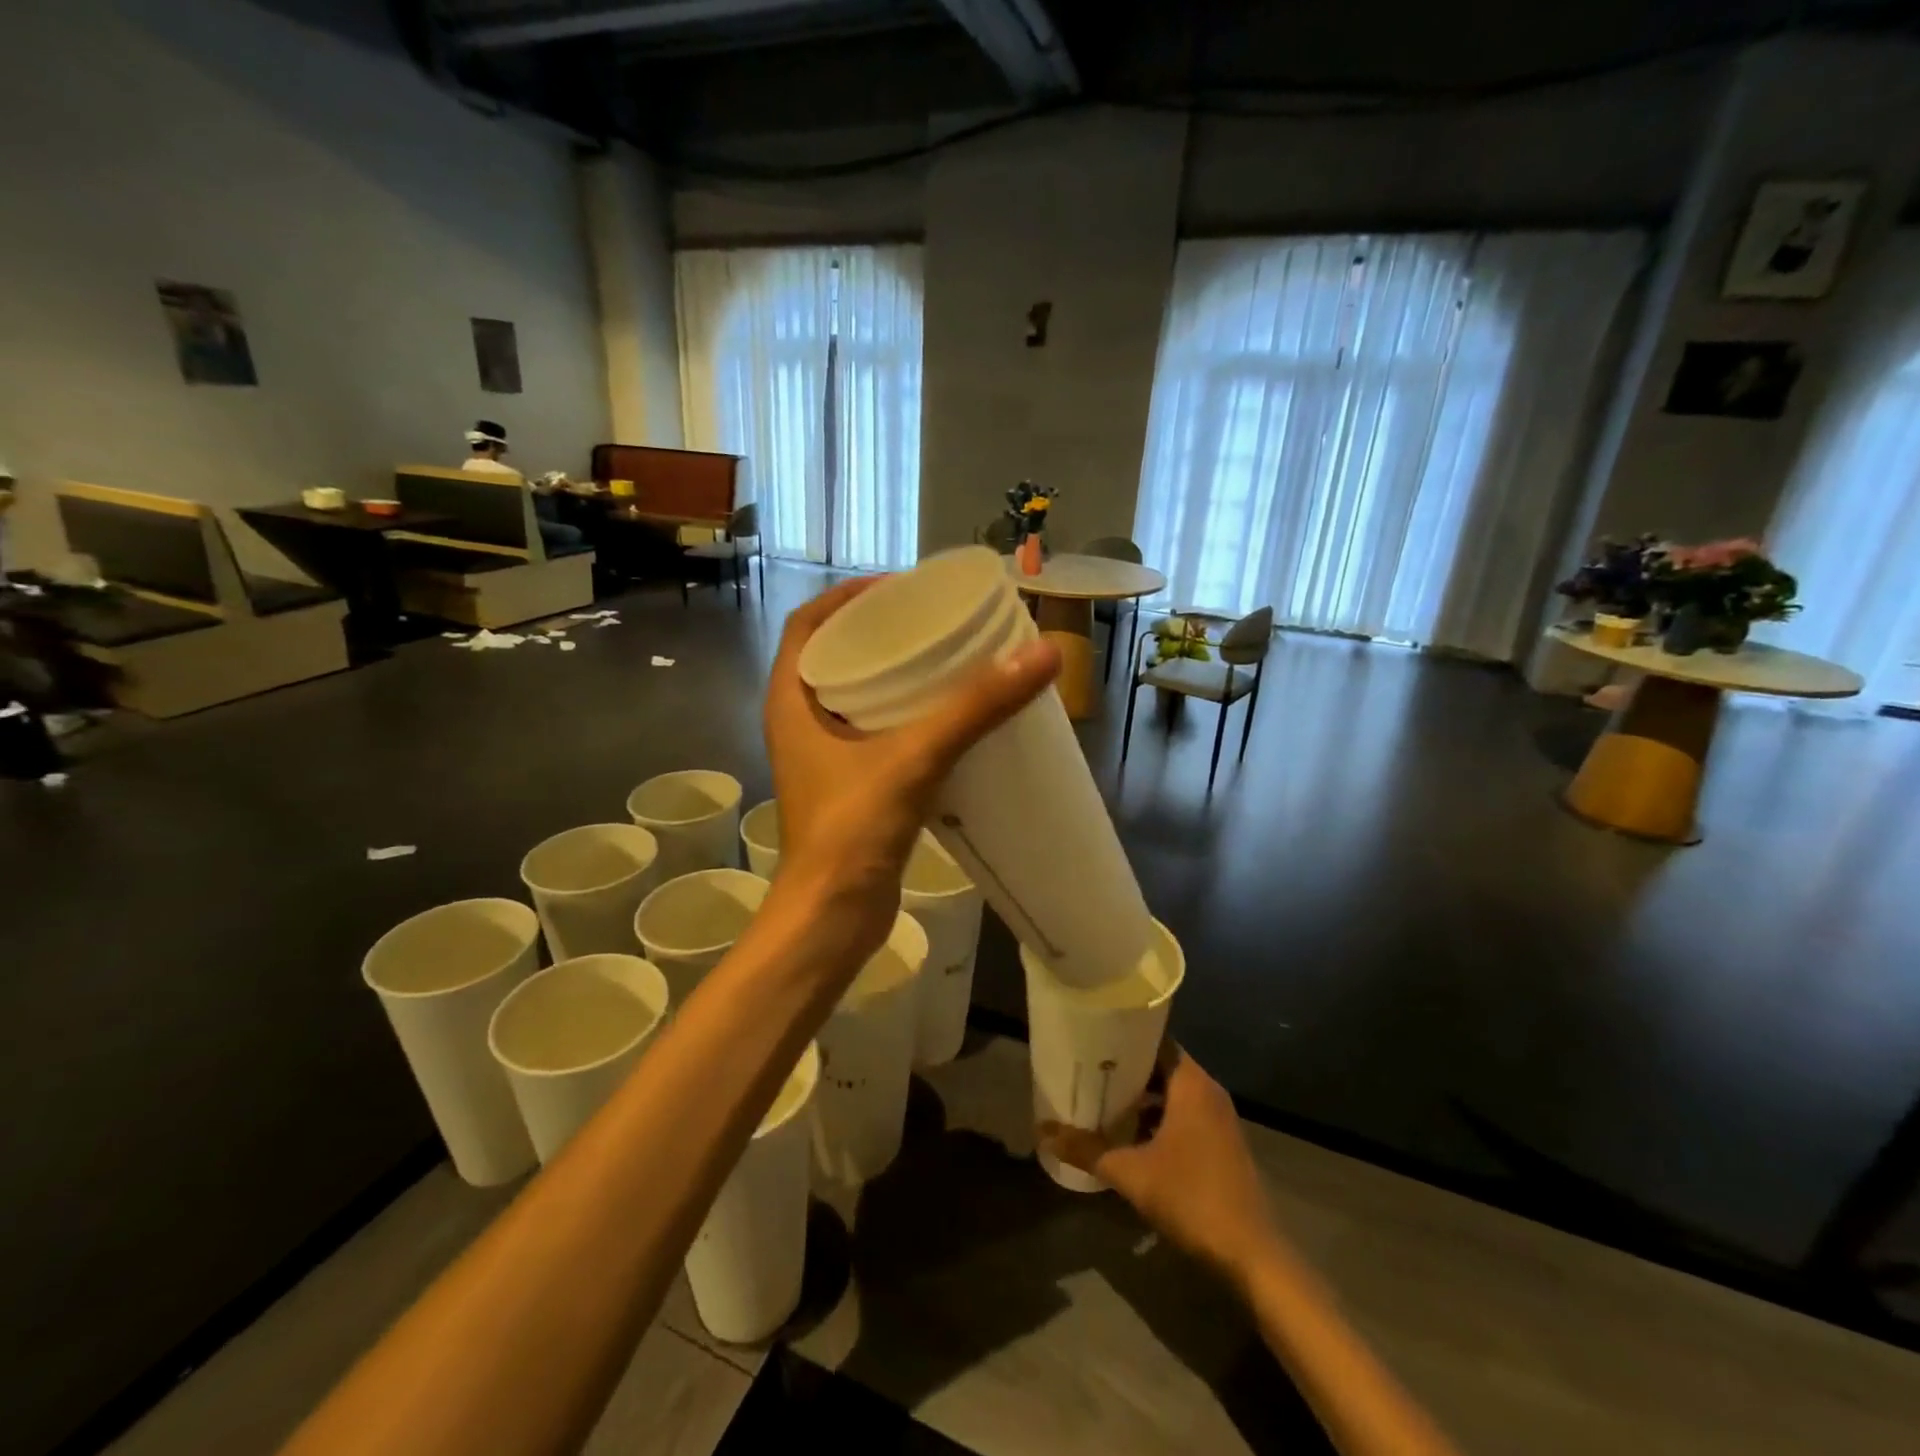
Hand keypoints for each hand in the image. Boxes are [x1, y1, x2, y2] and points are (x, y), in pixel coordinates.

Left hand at [765, 576, 1059, 961]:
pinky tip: (947, 719)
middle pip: (834, 656)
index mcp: (791, 702)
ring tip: (946, 660)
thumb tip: (1041, 653)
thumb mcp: (914, 757)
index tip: (898, 586)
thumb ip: (974, 707)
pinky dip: (904, 718)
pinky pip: (874, 735)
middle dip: (878, 632)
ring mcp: (822, 760)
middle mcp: (799, 724)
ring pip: (855, 698)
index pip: (807, 624)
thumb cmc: (853, 831)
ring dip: (894, 676)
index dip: (847, 597)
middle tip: (933, 620)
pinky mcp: (849, 789)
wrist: (832, 919)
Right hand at [1040, 1046, 1282, 1284]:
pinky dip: (1158, 1118)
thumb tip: (1042, 1133)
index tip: (1092, 1037)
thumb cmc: (1192, 1197)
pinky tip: (1130, 1136)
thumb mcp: (1131, 1173)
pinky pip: (1184, 1115)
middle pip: (1161, 1066)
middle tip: (1088, 1069)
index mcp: (1191, 1083)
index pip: (1155, 1039)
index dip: (1124, 1036)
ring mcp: (1219, 1119)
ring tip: (1102, 1100)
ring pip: (1173, 1093)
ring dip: (1142, 1098)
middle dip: (1126, 1069)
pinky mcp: (1222, 1144)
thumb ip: (1087, 1150)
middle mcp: (1208, 1091)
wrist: (1251, 1256)